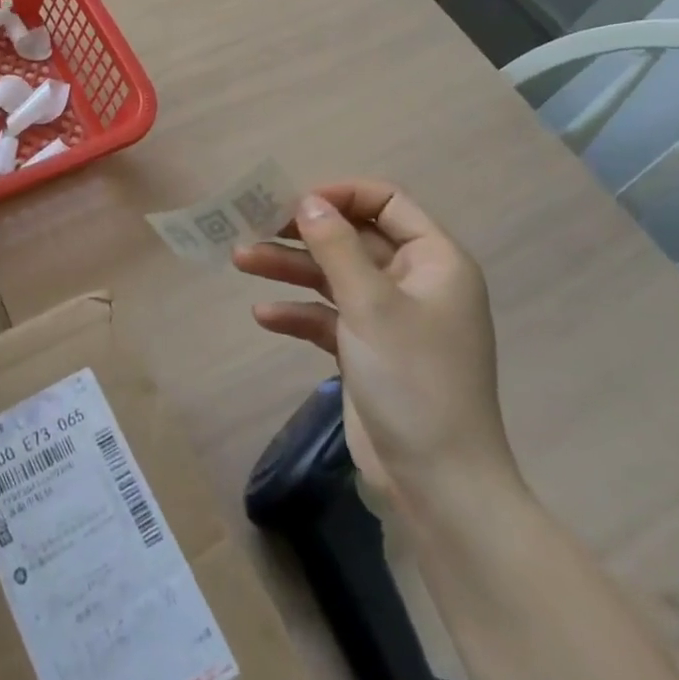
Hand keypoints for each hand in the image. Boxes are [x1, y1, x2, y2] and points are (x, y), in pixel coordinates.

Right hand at [234, 181, 518, 502]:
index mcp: (435, 261)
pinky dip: (298, 312)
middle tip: (254, 226)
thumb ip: (336, 245)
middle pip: (352, 238)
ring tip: (240, 260)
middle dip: (303, 233)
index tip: (295, 201)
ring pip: (334, 276)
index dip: (341, 195)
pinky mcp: (369, 350)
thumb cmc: (413, 380)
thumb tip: (308, 200)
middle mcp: (415, 282)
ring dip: (290, 268)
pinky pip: (329, 316)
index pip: (387, 202)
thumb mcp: (371, 304)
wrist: (438, 484)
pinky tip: (265, 315)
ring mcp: (390, 318)